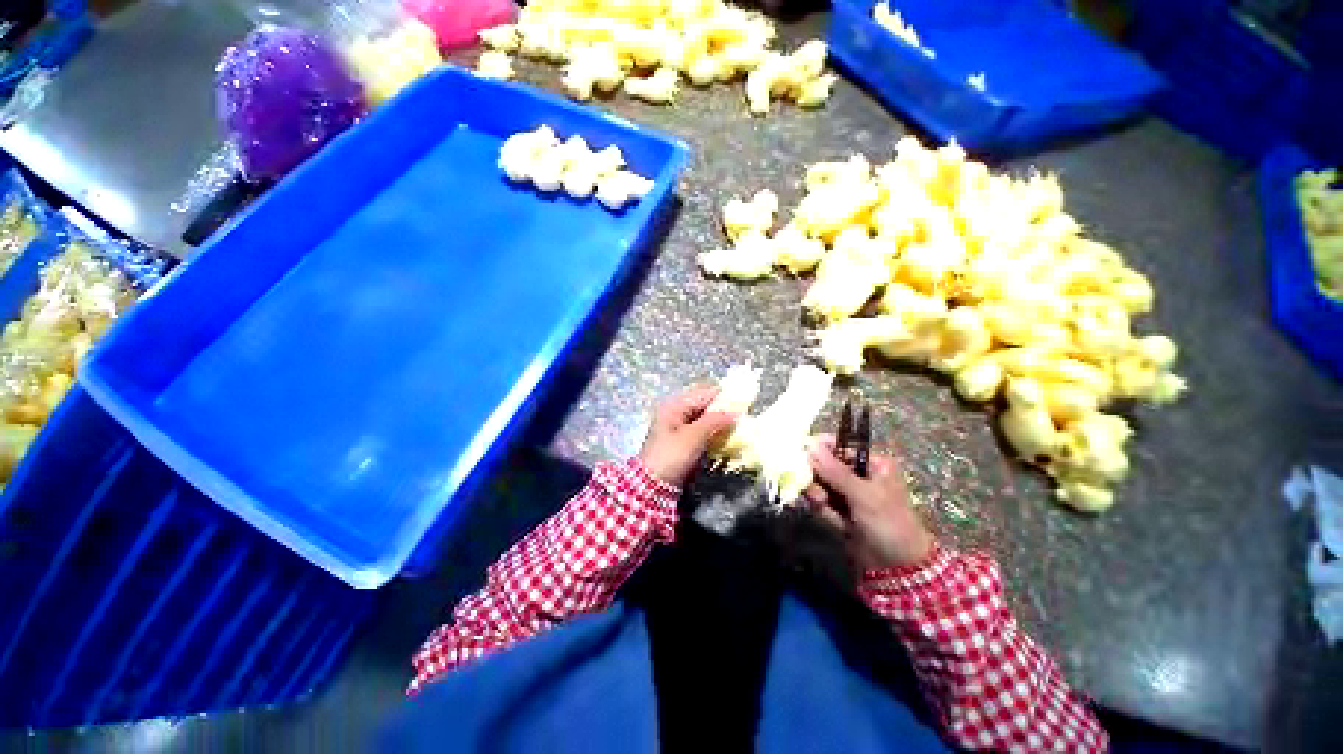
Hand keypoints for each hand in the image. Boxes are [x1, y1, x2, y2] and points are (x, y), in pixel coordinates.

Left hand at [638, 384, 738, 486]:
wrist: (652, 486)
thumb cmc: (671, 456)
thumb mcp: (693, 436)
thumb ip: (714, 421)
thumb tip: (735, 413)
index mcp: (675, 405)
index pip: (703, 393)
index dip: (723, 396)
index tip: (743, 402)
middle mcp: (676, 412)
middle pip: (704, 405)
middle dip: (722, 410)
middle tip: (742, 416)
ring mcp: (679, 427)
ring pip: (704, 418)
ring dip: (719, 422)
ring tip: (737, 426)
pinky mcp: (683, 441)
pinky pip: (702, 430)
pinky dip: (713, 432)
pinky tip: (725, 437)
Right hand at [805, 438, 933, 570]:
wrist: (899, 570)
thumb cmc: (889, 524)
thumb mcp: (863, 495)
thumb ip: (835, 470)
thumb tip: (811, 444)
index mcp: (872, 463)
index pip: (839, 447)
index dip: (819, 449)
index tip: (800, 453)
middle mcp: (859, 475)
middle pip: (825, 466)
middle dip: (817, 478)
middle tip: (815, 490)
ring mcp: (849, 494)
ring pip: (820, 485)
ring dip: (819, 497)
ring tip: (824, 508)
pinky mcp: (841, 512)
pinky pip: (822, 503)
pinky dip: (823, 512)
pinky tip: (834, 523)